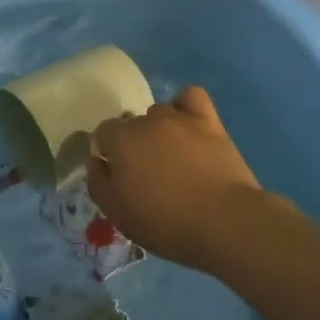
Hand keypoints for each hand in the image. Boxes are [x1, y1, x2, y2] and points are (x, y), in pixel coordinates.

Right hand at [87, 87, 266, 270]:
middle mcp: (146, 121)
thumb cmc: (165, 222)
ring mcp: (179, 118)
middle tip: (147, 174)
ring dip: (158, 130)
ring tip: (172, 156)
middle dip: (133, 143)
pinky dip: (184, 107)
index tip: (119, 177)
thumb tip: (96, 160)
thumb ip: (98, 182)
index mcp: (120, 140)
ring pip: (159, 113)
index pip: (103, 133)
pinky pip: (190, 97)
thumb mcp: (117, 213)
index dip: (108, 154)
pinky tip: (187, 126)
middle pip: (131, 123)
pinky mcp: (209, 122)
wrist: (224, 222)